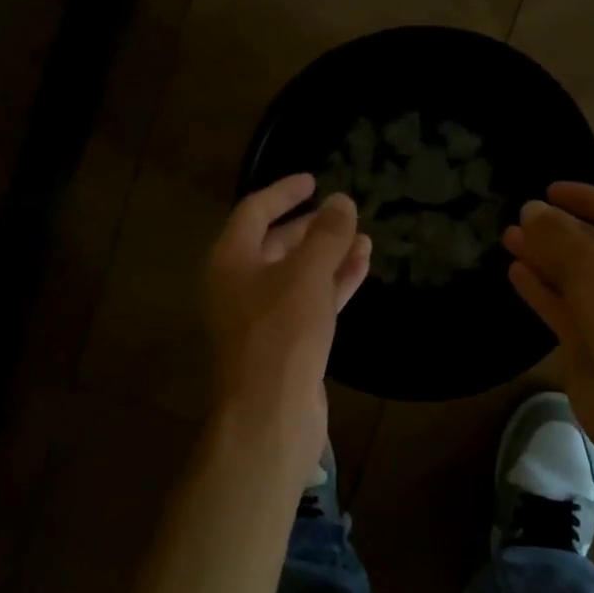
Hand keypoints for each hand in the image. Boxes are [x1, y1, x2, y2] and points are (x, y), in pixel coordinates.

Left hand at [203, 174, 371, 474]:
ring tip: (363, 237)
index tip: (313, 180)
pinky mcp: (285, 341)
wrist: (271, 412)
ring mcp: (261, 316)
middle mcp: (239, 284)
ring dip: (328, 255)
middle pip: (275, 243)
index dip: (284, 192)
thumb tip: (342, 201)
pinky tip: (362, 267)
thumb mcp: (306, 274)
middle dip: (310, 227)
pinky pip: (310, 300)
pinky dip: (333, 283)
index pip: (254, 211)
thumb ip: (327, 235)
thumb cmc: (282, 332)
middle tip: (342, 213)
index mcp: (230, 260)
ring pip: (297, 274)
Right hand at [502, 183, 593, 450]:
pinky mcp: (593, 339)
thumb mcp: (592, 262)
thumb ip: (556, 233)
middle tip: (518, 218)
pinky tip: (515, 272)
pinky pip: (563, 304)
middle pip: (593, 241)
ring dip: (543, 256)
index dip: (583, 197)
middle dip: (556, 229)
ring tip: (507, 238)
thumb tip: (530, 211)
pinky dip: (541, 288)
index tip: (546, 190)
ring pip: (574, 274)